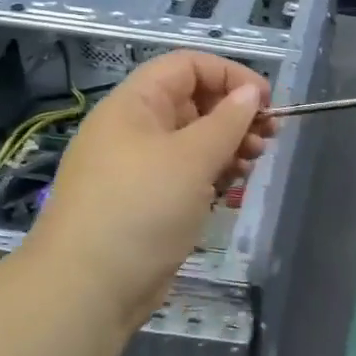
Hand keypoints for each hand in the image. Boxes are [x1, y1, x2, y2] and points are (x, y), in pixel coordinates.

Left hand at [25, 51, 272, 329]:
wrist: (88, 288)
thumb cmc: (141, 209)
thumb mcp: (191, 158)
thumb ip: (227, 121)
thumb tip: (251, 92)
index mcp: (135, 105)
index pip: (187, 66)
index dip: (229, 75)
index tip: (266, 102)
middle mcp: (135, 129)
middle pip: (193, 103)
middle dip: (234, 115)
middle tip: (267, 139)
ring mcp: (140, 168)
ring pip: (193, 141)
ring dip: (228, 147)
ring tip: (251, 165)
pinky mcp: (147, 202)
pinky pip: (186, 174)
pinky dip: (212, 175)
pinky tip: (230, 191)